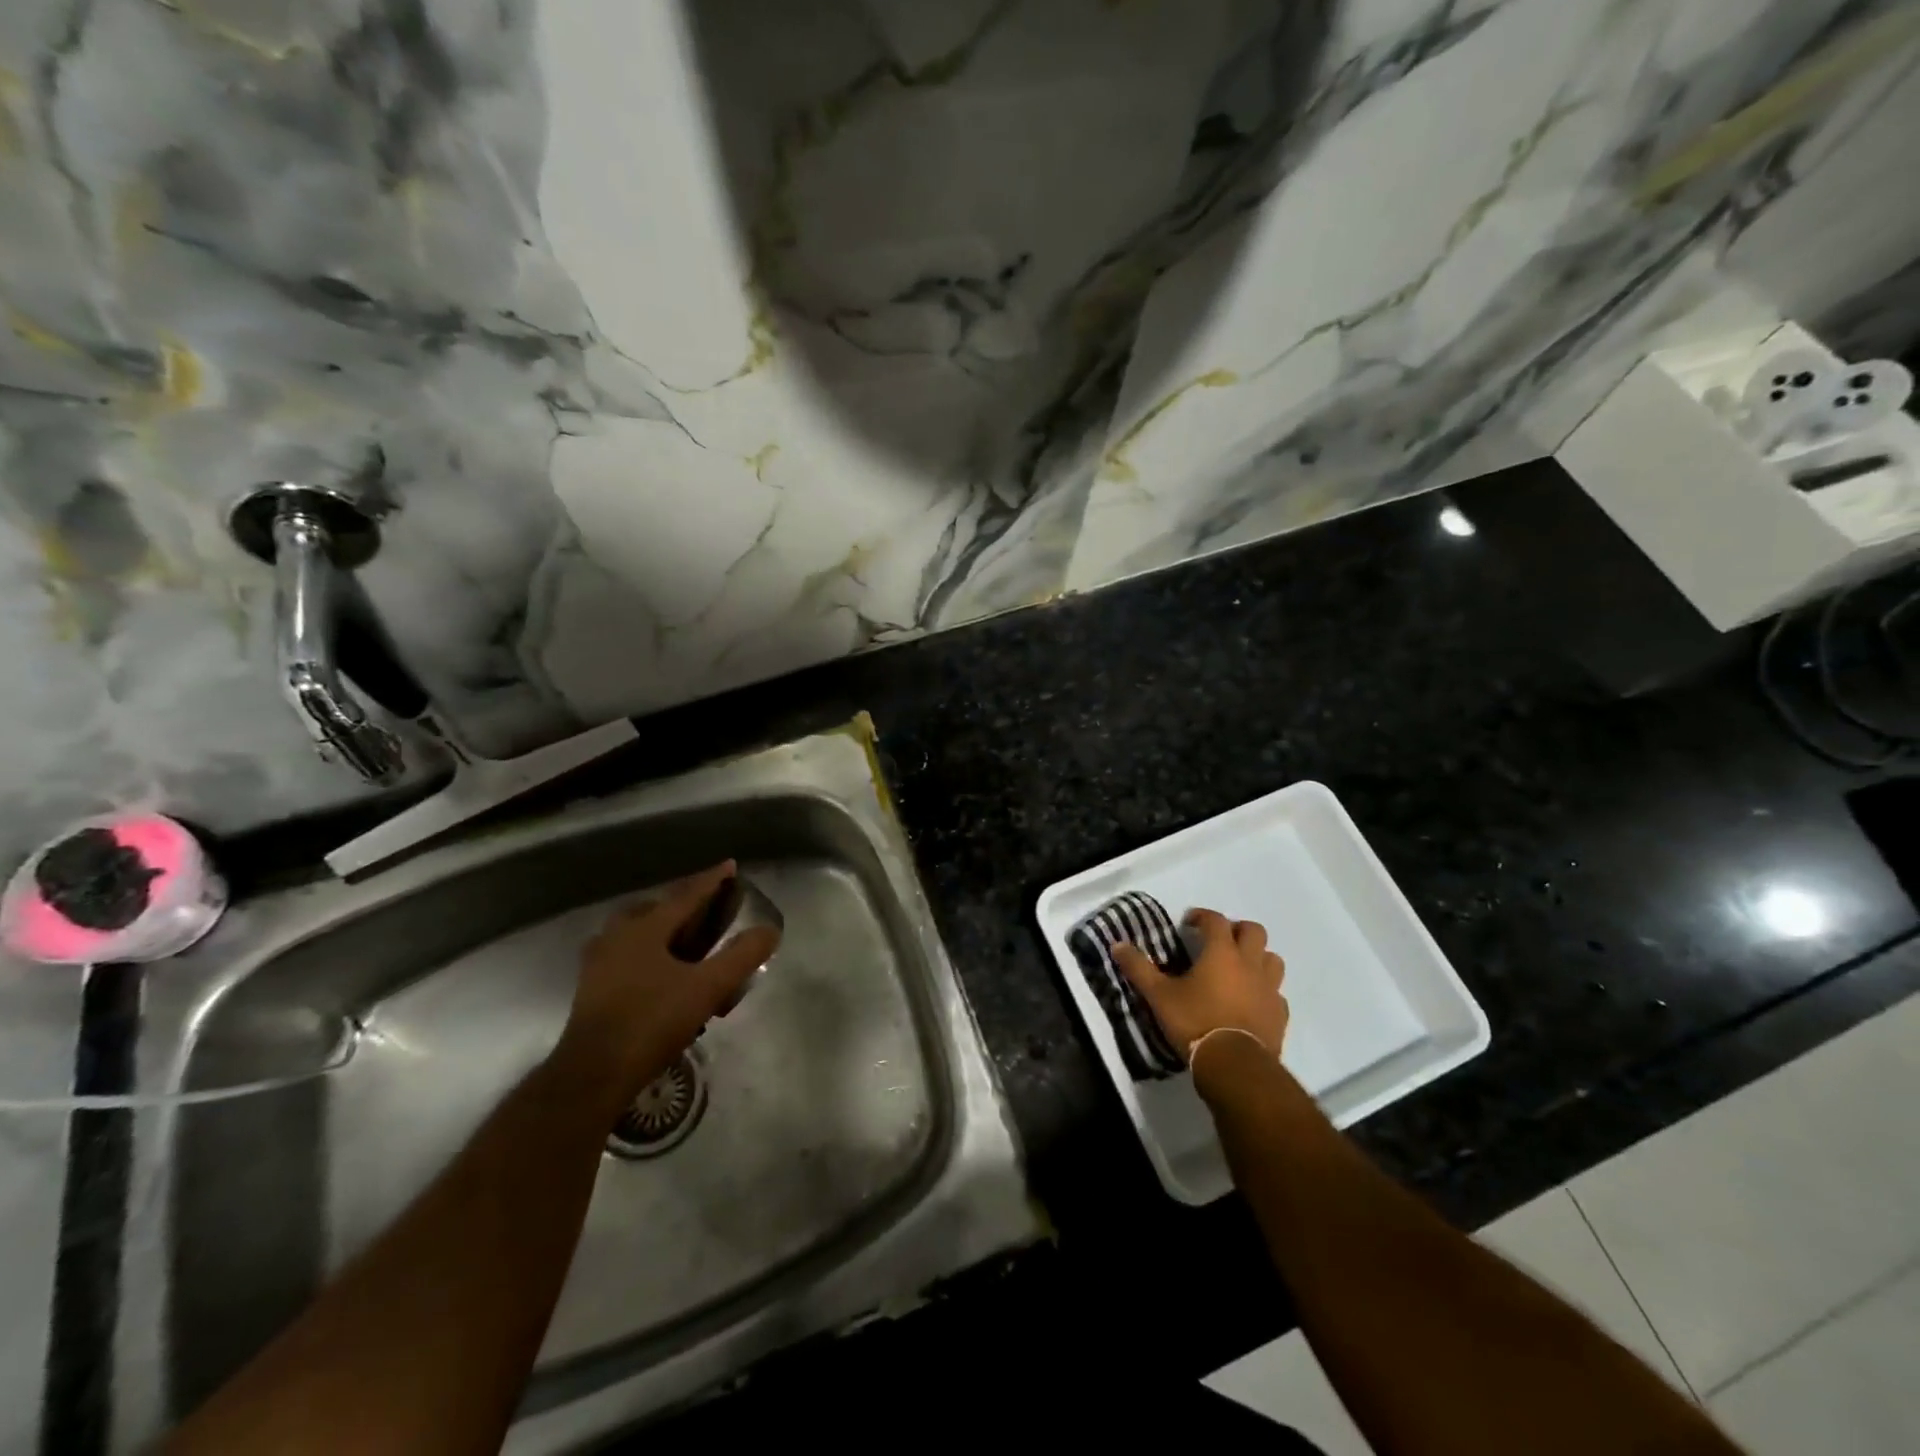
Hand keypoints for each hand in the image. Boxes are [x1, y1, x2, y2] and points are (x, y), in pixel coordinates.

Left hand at [554, 861, 780, 1112]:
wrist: (593, 1075)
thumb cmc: (652, 1022)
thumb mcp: (707, 988)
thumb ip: (741, 956)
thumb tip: (769, 930)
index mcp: (645, 927)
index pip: (686, 894)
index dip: (712, 880)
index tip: (730, 865)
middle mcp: (618, 935)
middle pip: (656, 908)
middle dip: (683, 903)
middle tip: (708, 907)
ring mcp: (599, 961)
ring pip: (637, 931)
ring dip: (663, 928)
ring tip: (686, 939)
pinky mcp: (592, 987)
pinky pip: (627, 954)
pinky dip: (648, 951)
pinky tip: (661, 972)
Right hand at [1113, 907, 1287, 1062]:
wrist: (1235, 1065)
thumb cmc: (1195, 1022)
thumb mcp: (1159, 996)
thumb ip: (1139, 968)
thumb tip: (1117, 945)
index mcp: (1221, 953)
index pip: (1216, 920)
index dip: (1202, 916)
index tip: (1189, 923)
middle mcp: (1250, 964)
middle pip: (1254, 931)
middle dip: (1236, 930)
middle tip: (1218, 941)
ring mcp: (1269, 989)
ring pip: (1272, 959)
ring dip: (1257, 957)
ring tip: (1239, 968)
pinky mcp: (1279, 1014)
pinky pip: (1276, 993)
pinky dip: (1265, 990)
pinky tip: (1251, 1001)